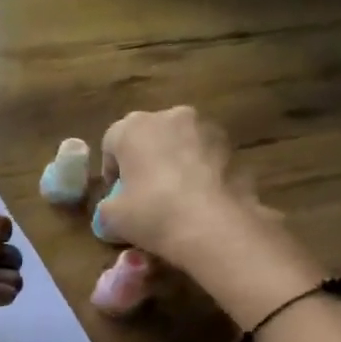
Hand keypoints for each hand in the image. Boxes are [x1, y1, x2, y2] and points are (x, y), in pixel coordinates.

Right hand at [95, 107, 252, 257]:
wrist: (213, 225)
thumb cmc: (152, 212)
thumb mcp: (111, 218)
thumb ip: (106, 208)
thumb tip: (112, 211)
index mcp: (134, 127)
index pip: (112, 141)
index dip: (111, 169)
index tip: (115, 194)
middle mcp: (170, 116)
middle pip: (149, 136)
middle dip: (144, 160)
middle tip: (143, 193)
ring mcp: (206, 128)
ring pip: (180, 144)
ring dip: (174, 163)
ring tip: (174, 197)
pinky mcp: (233, 147)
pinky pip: (205, 157)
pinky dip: (199, 172)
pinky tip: (198, 199)